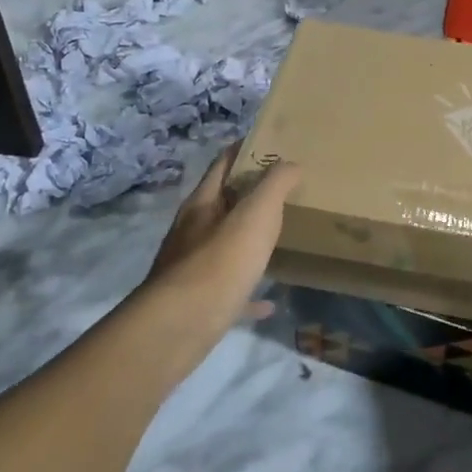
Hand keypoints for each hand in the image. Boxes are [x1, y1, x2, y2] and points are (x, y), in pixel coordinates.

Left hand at [145, 145, 301, 328]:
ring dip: (247, 241)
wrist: (181, 326)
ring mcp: (191, 269)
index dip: (244, 151)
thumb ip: (275, 185)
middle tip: (283, 192)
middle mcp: (192, 231)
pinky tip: (269, 301)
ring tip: (276, 239)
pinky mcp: (198, 303)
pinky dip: (249, 292)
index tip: (270, 145)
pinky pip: (229, 291)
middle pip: (221, 205)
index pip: (222, 165)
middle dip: (248, 196)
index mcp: (202, 204)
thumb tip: (291, 163)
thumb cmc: (220, 261)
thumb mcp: (256, 214)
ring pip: (223, 247)